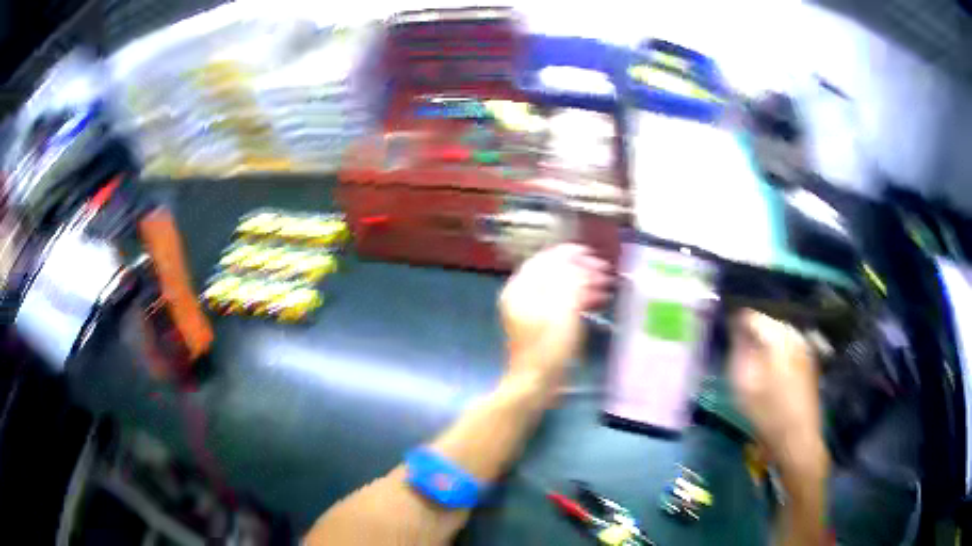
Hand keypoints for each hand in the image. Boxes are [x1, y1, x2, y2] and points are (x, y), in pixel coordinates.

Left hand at [499, 245, 609, 386]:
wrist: (535, 384)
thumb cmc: (548, 347)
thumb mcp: (563, 311)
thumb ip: (570, 282)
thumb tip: (578, 264)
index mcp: (521, 289)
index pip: (545, 260)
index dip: (569, 254)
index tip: (592, 253)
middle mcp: (521, 296)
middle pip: (552, 272)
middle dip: (580, 269)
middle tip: (605, 271)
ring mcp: (529, 311)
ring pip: (558, 287)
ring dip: (582, 283)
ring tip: (607, 286)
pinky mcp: (539, 325)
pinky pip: (560, 303)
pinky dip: (578, 299)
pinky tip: (597, 301)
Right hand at [728, 309, 825, 472]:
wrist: (797, 438)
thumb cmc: (767, 414)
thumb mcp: (744, 385)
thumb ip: (739, 351)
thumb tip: (736, 330)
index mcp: (779, 338)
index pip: (754, 317)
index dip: (737, 322)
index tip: (725, 331)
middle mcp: (795, 336)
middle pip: (769, 323)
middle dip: (753, 330)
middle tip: (737, 344)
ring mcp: (805, 348)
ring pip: (781, 334)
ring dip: (766, 340)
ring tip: (753, 354)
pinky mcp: (809, 362)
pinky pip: (789, 345)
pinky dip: (777, 349)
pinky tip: (770, 366)